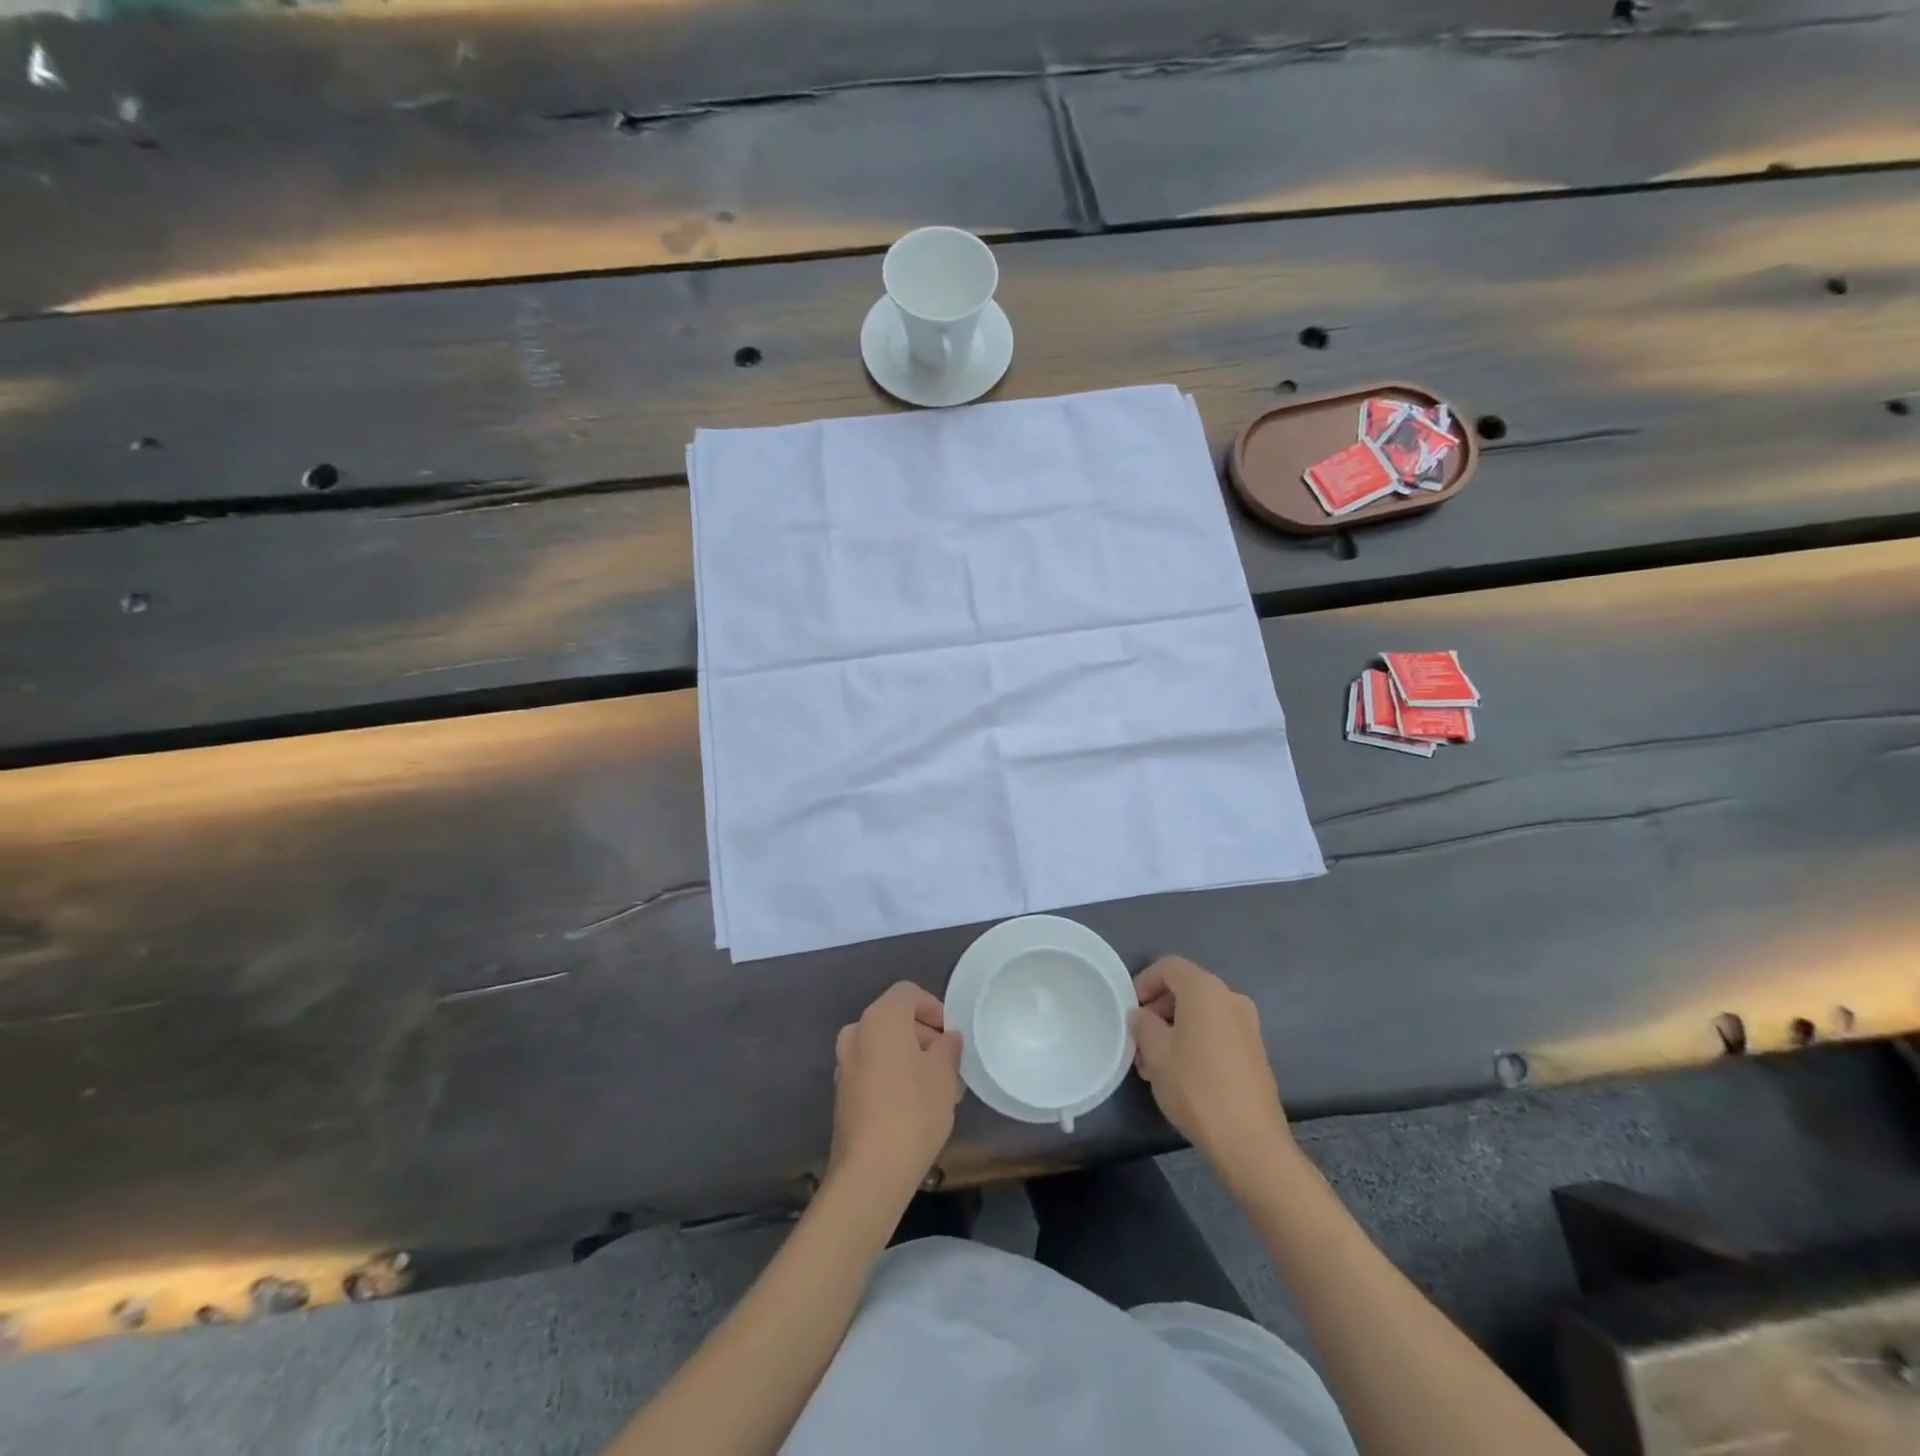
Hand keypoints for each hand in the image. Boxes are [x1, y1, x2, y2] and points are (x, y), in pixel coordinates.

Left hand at [827, 982, 963, 1202]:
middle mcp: (856, 1032)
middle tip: (951, 1066)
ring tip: (940, 1091)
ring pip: (885, 1047)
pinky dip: (894, 1076)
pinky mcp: (842, 1093)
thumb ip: (949, 1047)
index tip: (952, 1037)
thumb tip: (947, 1039)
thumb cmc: (913, 1111)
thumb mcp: (945, 1074)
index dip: (934, 1009)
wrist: (870, 1172)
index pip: (909, 994)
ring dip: (911, 1059)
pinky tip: (916, 1107)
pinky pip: (873, 1070)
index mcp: (879, 1018)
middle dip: (925, 1037)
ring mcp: (844, 1064)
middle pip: (895, 1020)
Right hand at [1130, 956, 1296, 1178]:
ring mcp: (1248, 1026)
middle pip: (1186, 988)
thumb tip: (1142, 1016)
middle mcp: (1231, 998)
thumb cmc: (1196, 1087)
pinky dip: (1196, 1040)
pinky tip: (1181, 1073)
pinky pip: (1217, 1032)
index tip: (1130, 1010)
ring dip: (1175, 1028)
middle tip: (1139, 1039)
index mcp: (1206, 990)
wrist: (1250, 1142)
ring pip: (1201, 1013)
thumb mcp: (1155, 1052)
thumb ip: (1143, 1024)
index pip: (1168, 966)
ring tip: (1155, 1062)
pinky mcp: (1255, 1052)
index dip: (1144, 982)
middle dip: (1158, 1008)